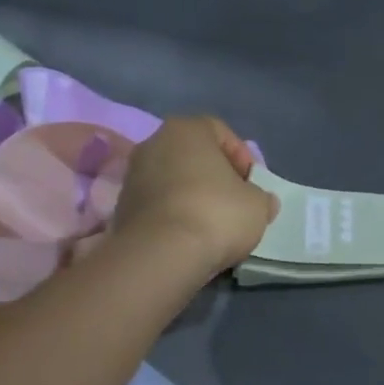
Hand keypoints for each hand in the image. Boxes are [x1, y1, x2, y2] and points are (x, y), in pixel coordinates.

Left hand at [112, 117, 277, 275]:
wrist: (161, 254)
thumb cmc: (216, 214)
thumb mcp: (258, 205)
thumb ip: (261, 197)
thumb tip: (261, 201)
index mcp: (187, 130)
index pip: (220, 131)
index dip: (242, 157)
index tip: (252, 183)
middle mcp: (153, 143)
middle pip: (193, 155)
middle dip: (215, 176)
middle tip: (235, 201)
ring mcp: (132, 175)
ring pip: (174, 179)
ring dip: (193, 196)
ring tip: (213, 224)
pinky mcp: (122, 207)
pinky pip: (159, 204)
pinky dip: (175, 214)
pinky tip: (190, 236)